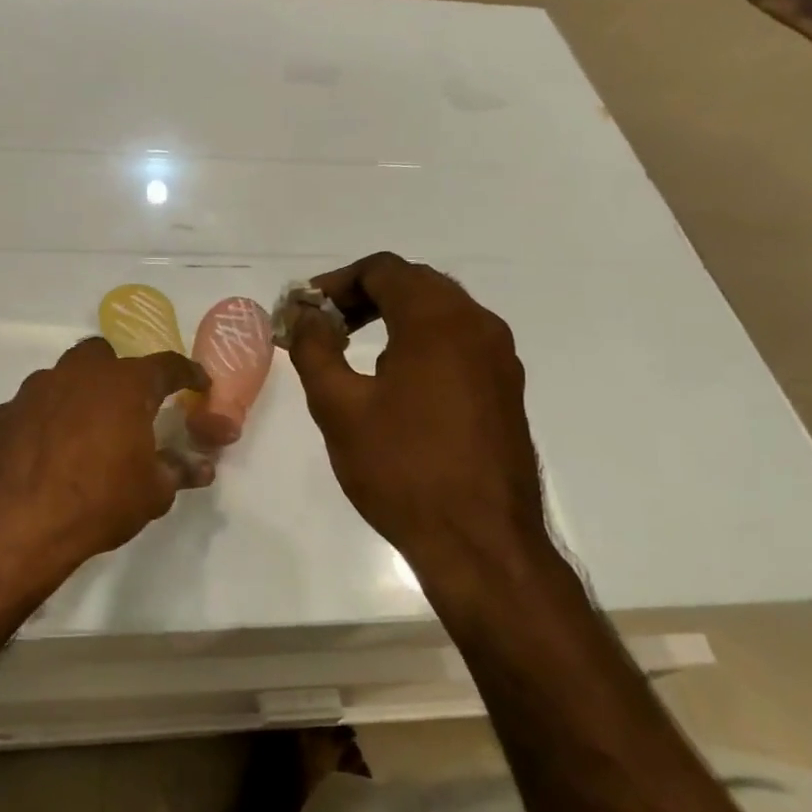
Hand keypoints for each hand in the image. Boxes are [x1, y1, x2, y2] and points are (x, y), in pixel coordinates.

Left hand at [0, 338, 211, 572]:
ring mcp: (33, 390)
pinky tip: (44, 453)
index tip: (198, 383)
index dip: (186, 373)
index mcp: (124, 384)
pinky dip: (44, 421)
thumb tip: (202, 467)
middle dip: (118, 373)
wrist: (11, 522)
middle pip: (103, 355)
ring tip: (83, 433)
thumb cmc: (97, 501)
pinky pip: (31, 408)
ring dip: (77, 396)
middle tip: (128, 406)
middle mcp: (78, 374)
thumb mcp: (151, 493)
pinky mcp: (1, 413)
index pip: (166, 366)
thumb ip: (177, 472)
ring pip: (62, 378)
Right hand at [286, 252, 549, 575]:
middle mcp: (478, 325)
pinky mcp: (506, 389)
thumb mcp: (339, 407)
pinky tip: (394, 380)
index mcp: (438, 320)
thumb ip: (315, 350)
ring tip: (352, 350)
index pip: (384, 270)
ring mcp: (499, 358)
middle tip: (324, 326)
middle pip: (415, 284)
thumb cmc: (401, 468)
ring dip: (394, 317)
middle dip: (364, 296)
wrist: (480, 541)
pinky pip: (459, 343)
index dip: (337, 282)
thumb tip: (307, 317)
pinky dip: (421, 342)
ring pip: (441, 313)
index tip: (306, 309)